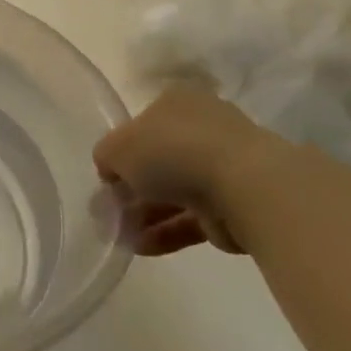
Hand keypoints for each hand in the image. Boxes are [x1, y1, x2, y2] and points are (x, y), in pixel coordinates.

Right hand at [93, 83, 273, 255]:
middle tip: (108, 211)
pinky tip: (140, 247)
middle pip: (159, 160)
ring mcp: (223, 168)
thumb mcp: (117, 148)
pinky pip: (192, 218)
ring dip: (145, 214)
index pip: (142, 125)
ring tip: (119, 236)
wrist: (244, 188)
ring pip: (174, 192)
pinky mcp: (234, 205)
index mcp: (178, 103)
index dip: (121, 151)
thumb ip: (106, 157)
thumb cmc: (173, 151)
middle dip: (132, 188)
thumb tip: (110, 172)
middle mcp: (202, 129)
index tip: (107, 178)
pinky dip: (166, 232)